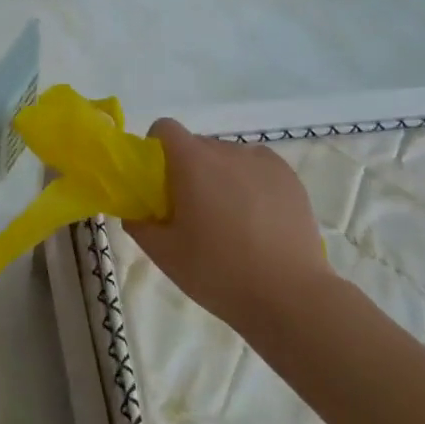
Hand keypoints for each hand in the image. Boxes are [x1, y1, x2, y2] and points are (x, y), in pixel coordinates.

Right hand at [125, 118, 336, 331]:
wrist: (290, 295)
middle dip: (187, 168)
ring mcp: (263, 161)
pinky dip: (249, 182)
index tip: (157, 182)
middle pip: (197, 145)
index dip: (156, 148)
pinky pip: (257, 168)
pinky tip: (256, 219)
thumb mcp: (165, 254)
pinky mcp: (289, 178)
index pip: (165, 128)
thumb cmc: (218, 271)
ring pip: (228, 157)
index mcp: (192, 161)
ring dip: (219, 175)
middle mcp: (227, 150)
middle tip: (190, 210)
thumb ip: (139, 225)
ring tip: (229, 219)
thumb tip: (135, 212)